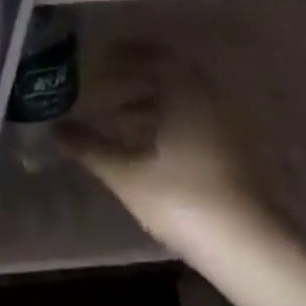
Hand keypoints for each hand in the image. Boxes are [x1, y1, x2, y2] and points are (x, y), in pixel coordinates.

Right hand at [55, 46, 276, 249]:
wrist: (250, 251)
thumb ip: (91, 147)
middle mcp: (214, 104)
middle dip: (137, 77)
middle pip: (174, 76)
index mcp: (189, 97)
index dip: (128, 54)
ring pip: (187, 101)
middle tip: (104, 85)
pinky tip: (148, 145)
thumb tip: (55, 128)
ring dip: (152, 101)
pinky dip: (170, 121)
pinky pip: (198, 121)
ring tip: (118, 117)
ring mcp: (231, 130)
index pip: (159, 58)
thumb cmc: (184, 201)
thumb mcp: (127, 174)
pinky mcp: (239, 156)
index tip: (100, 58)